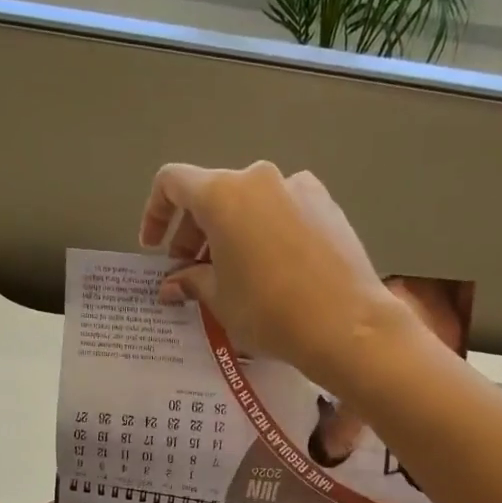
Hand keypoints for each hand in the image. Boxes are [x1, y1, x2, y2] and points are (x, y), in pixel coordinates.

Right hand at [139, 161, 403, 390]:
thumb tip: (173, 283)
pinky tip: (272, 270)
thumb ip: (191, 281)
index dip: (155, 213)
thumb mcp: (220, 300)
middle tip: (191, 271)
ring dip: (231, 232)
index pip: (173, 183)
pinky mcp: (328, 205)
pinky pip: (282, 211)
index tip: (155, 249)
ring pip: (250, 203)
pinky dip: (264, 232)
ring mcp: (299, 187)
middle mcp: (260, 178)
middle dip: (194, 231)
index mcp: (223, 194)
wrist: (346, 324)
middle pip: (213, 193)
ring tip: (232, 274)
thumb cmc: (269, 311)